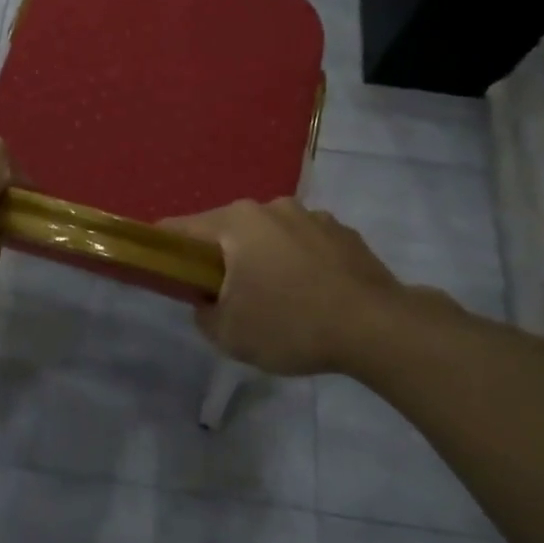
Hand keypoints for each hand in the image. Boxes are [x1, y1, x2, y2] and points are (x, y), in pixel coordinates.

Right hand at [163, 198, 454, 377]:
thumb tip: (207, 303)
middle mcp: (271, 207)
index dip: (164, 250)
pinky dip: (298, 263)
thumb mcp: (230, 335)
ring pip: (268, 236)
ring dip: (262, 259)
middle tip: (226, 298)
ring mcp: (311, 216)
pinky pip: (303, 244)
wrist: (380, 329)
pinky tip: (312, 296)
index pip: (180, 229)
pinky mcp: (343, 232)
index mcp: (236, 222)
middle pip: (227, 230)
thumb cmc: (292, 325)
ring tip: (277, 300)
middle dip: (220, 259)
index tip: (163, 272)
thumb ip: (203, 315)